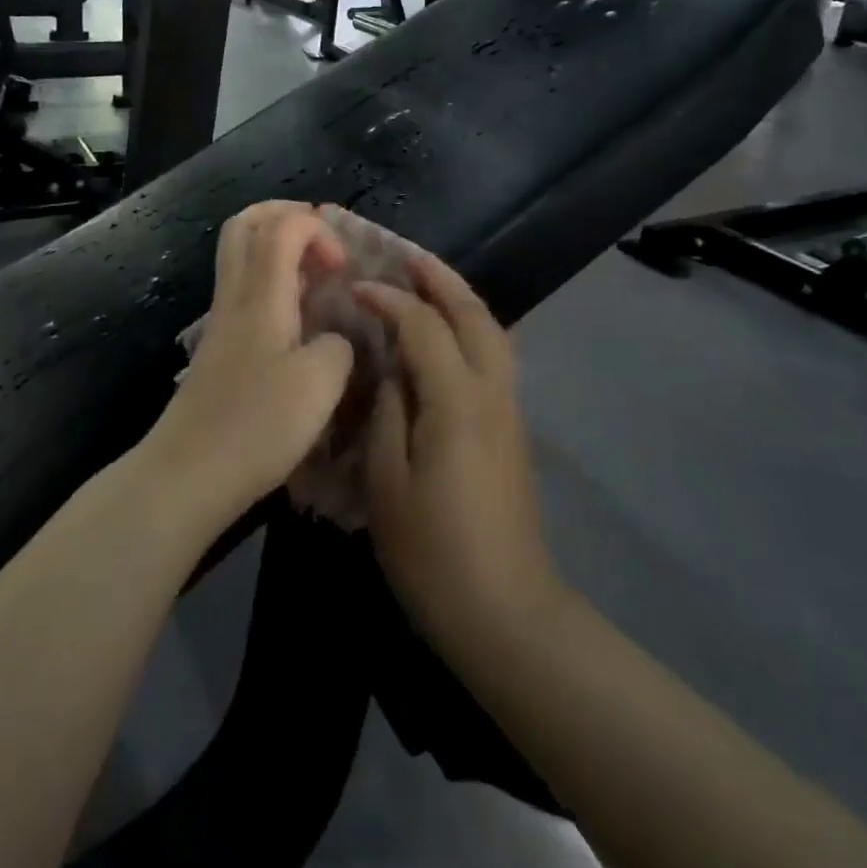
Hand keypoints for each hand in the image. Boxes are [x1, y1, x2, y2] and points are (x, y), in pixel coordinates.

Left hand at [144, 203, 354, 531]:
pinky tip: (298, 315)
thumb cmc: (256, 425)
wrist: (189, 473)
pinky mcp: (219, 346)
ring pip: (240, 255)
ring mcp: (222, 320)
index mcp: (260, 294)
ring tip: (317, 273)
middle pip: (245, 225)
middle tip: (323, 237)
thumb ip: (338, 346)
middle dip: (286, 215)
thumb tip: (334, 338)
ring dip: (278, 247)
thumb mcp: (321, 384)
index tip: (343, 267)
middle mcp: (235, 296)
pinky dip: (272, 280)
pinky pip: (244, 288)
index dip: (318, 229)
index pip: (282, 226)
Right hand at [357, 256, 561, 655]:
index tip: (355, 287)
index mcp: (457, 400)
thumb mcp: (388, 483)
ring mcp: (509, 408)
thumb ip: (388, 413)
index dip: (388, 300)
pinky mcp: (512, 428)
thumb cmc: (435, 552)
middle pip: (472, 313)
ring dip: (459, 298)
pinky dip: (470, 326)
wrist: (507, 612)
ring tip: (427, 282)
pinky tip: (446, 335)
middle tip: (405, 255)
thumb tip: (391, 369)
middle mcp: (491, 391)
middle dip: (439, 278)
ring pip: (491, 331)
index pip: (422, 325)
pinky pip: (494, 355)